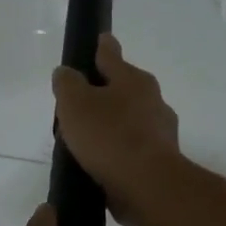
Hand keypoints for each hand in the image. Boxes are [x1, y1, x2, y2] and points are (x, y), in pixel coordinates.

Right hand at [51, 34, 180, 225]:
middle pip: (123, 89)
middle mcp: (152, 100)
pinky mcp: (159, 161)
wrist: (147, 185)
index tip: (100, 39)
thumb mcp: (75, 103)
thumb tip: (65, 73)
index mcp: (133, 80)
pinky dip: (117, 151)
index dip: (101, 47)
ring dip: (111, 125)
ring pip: (129, 120)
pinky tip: (101, 163)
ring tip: (85, 139)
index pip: (112, 55)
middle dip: (104, 92)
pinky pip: (132, 148)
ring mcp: (159, 132)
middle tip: (79, 102)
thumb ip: (67, 84)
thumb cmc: (109, 137)